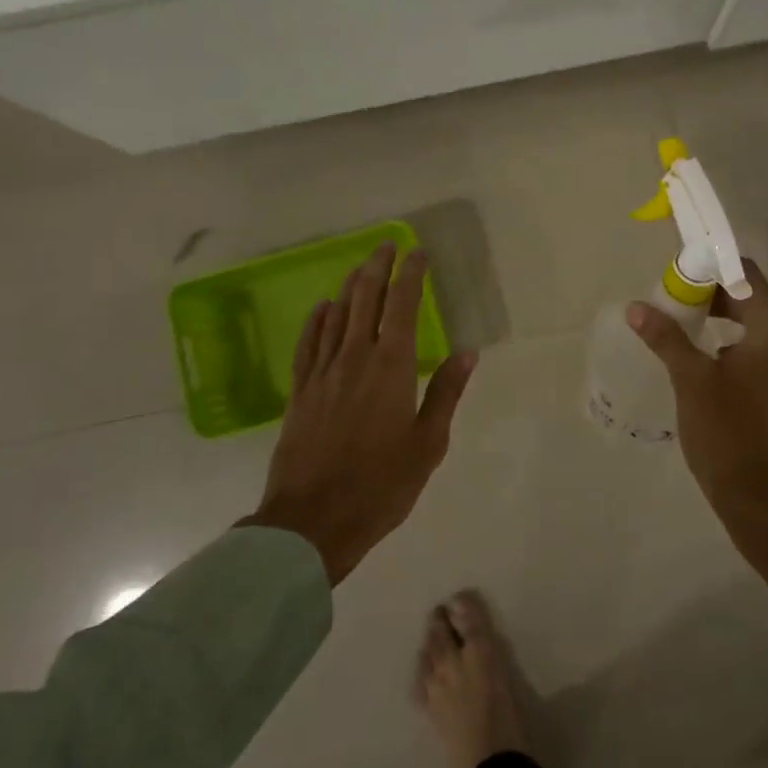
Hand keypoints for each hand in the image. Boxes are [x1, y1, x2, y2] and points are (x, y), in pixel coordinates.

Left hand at [243, 244, 476, 583]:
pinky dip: (317, 321)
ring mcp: (322, 373)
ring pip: (336, 316)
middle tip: (386, 246)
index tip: (417, 253)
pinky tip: (323, 308)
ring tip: (361, 267)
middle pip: (364, 299)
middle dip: (377, 268)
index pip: (401, 306)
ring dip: (350, 287)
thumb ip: (446, 392)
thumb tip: (468, 351)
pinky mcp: (299, 392)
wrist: (312, 521)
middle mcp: (354, 358)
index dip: (410, 275)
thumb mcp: (428, 443)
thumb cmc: (381, 484)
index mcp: (391, 367)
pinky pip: (308, 344)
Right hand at [629, 263, 767, 606]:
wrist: (757, 498)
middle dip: (709, 291)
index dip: (711, 266)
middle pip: (749, 296)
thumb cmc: (726, 433)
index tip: (676, 270)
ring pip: (750, 322)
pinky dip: (727, 338)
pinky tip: (696, 350)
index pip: (745, 275)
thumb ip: (666, 337)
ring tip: (677, 319)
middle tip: (670, 295)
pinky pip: (753, 345)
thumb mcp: (691, 380)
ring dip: (716, 315)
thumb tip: (636, 307)